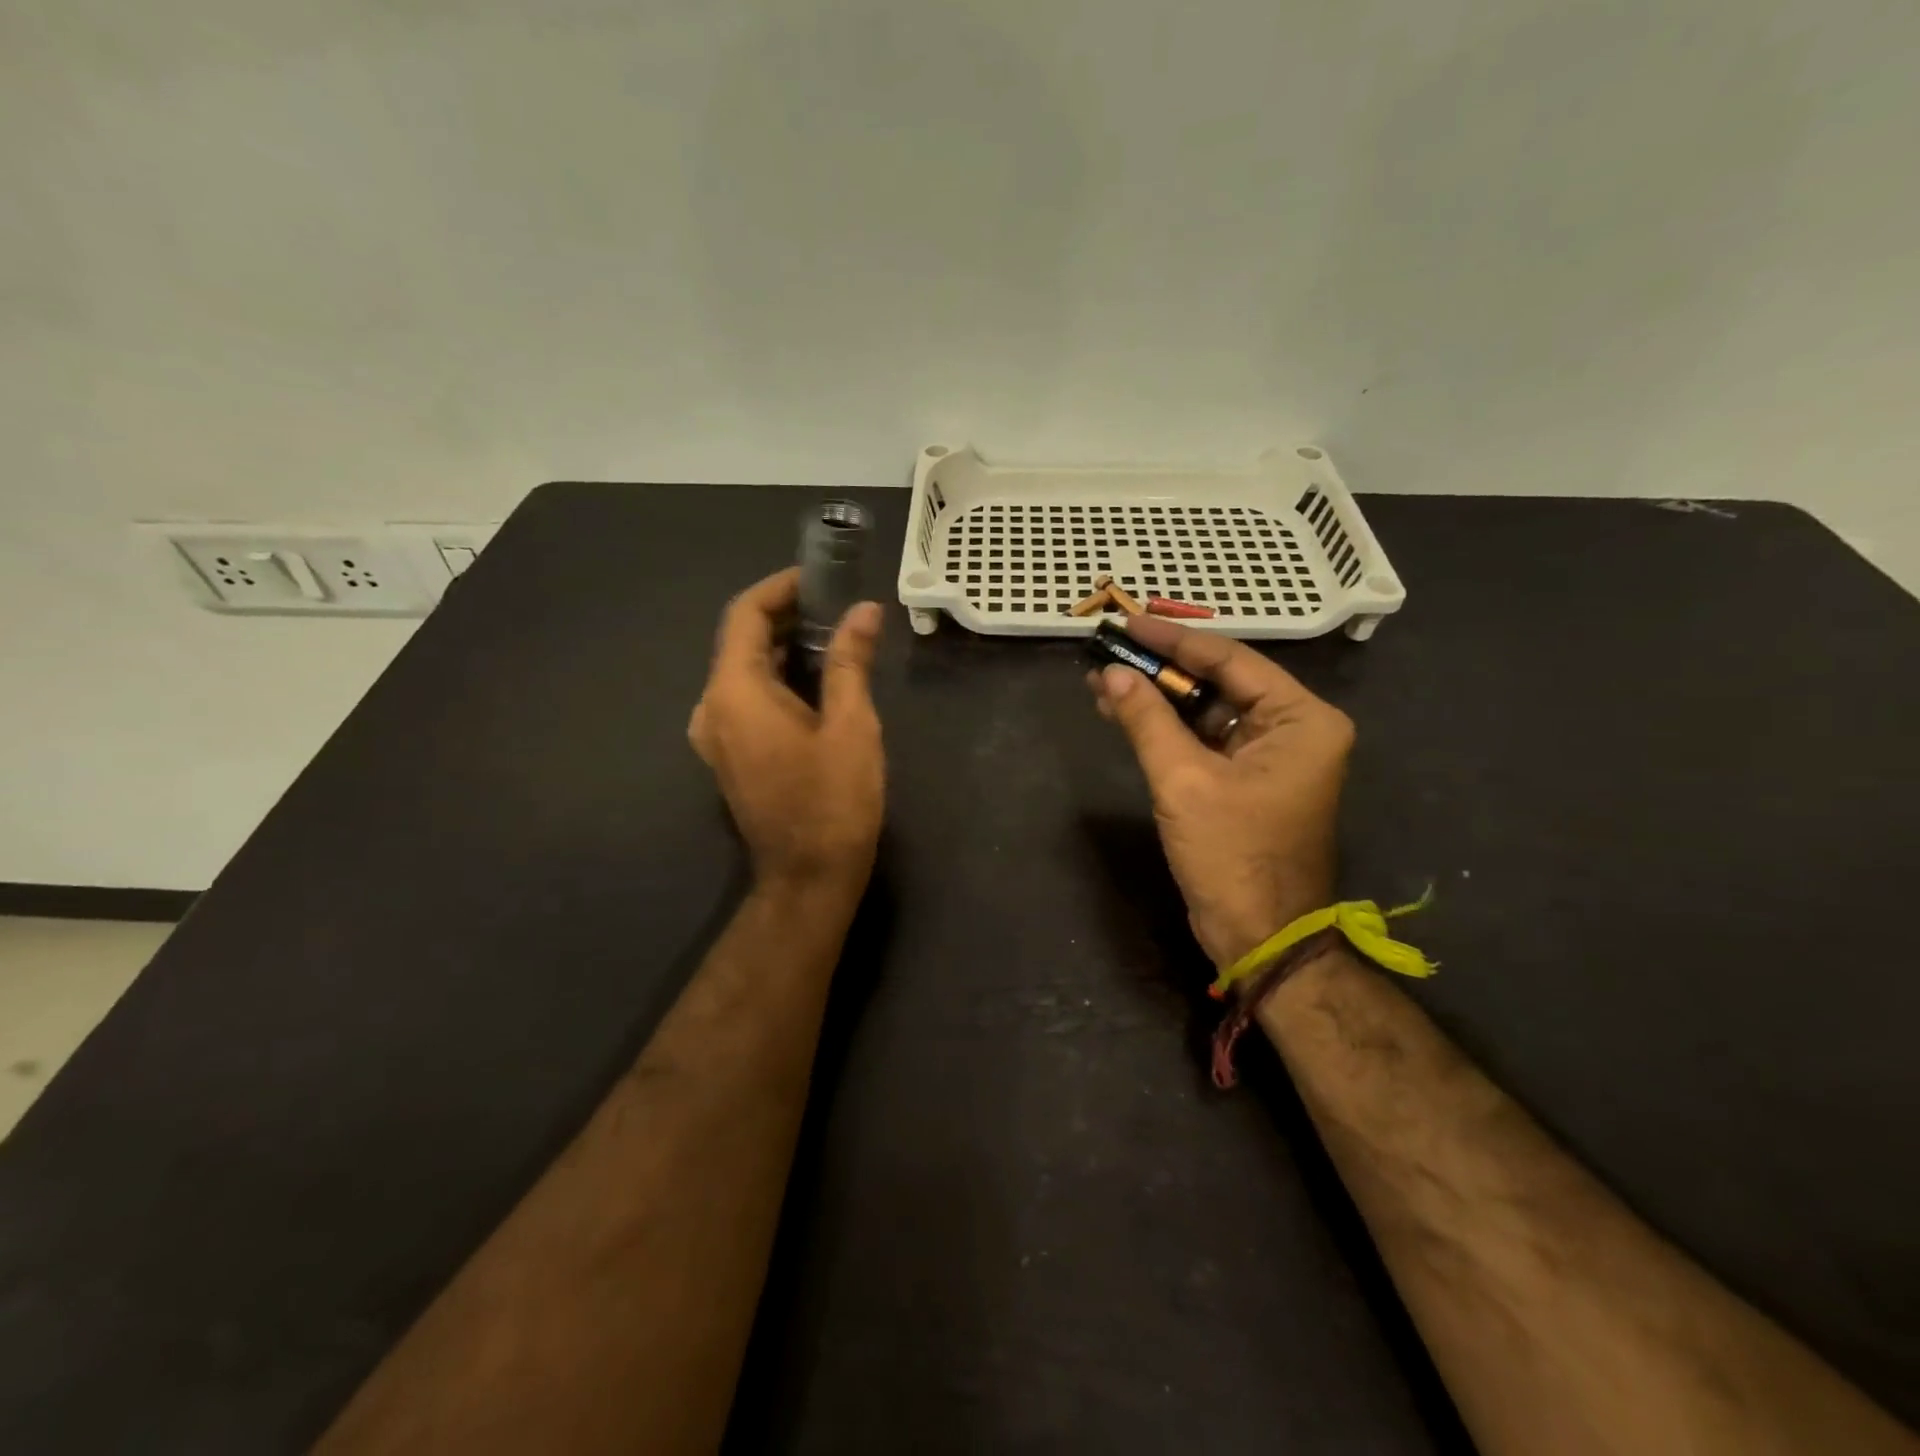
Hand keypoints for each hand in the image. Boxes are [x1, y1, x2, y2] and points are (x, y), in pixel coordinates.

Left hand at [689, 568, 885, 895]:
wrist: (808, 878)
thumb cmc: (833, 802)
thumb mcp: (851, 726)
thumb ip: (850, 662)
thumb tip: (863, 610)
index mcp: (735, 693)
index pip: (744, 615)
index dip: (780, 588)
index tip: (819, 577)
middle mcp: (712, 708)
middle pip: (741, 641)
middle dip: (785, 616)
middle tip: (836, 604)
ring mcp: (716, 734)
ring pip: (743, 671)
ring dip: (782, 648)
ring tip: (833, 635)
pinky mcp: (728, 754)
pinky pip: (746, 698)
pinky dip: (776, 678)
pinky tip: (816, 679)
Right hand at [1088, 617, 1353, 966]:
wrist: (1259, 936)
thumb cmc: (1232, 855)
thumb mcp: (1183, 781)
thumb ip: (1148, 721)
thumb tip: (1112, 675)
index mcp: (1300, 719)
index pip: (1230, 659)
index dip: (1173, 640)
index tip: (1126, 623)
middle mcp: (1293, 729)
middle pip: (1218, 682)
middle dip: (1160, 670)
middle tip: (1108, 652)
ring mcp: (1270, 756)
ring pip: (1205, 711)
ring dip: (1157, 700)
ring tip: (1103, 682)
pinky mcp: (1246, 780)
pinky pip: (1203, 740)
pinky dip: (1165, 729)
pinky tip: (1124, 714)